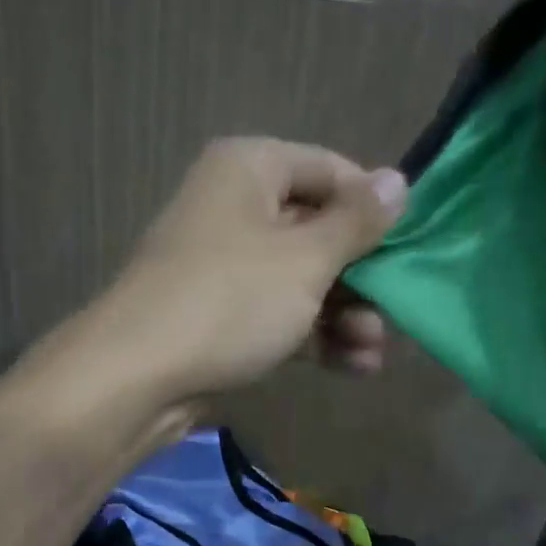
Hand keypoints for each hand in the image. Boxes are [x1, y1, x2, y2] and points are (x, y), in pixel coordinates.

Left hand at [78, 138, 406, 407]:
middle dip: (362, 277)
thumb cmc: (230, 300)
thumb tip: (398, 179)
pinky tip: (352, 367)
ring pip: (301, 279)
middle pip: (318, 230)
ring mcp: (224, 264)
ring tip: (374, 352)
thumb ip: (357, 222)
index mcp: (250, 169)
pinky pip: (278, 313)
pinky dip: (313, 335)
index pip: (331, 170)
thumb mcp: (306, 258)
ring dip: (344, 314)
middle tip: (394, 313)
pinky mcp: (220, 314)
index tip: (408, 248)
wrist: (138, 376)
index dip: (373, 207)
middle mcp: (235, 207)